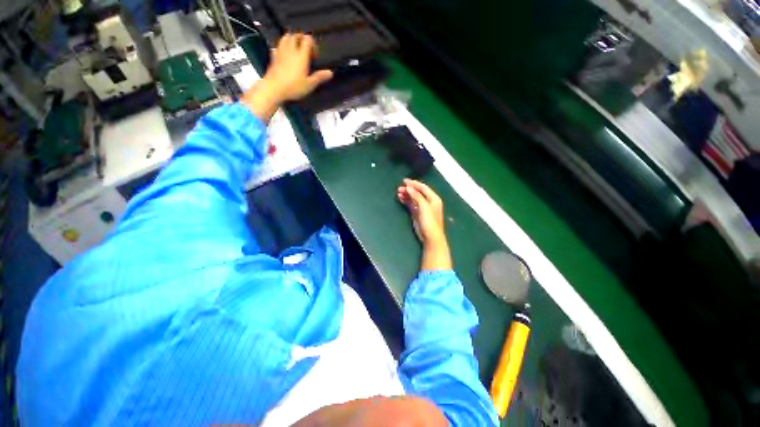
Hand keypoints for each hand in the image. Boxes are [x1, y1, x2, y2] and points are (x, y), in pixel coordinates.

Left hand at [241, 33, 332, 120]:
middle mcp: (291, 50)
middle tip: (306, 50)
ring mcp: (281, 52)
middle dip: (302, 39)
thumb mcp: (309, 85)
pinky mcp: (274, 56)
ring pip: (286, 37)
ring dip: (291, 39)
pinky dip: (282, 47)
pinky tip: (284, 54)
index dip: (312, 44)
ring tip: (296, 49)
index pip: (307, 39)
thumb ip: (319, 77)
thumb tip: (330, 73)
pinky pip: (278, 46)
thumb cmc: (294, 87)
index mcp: (301, 55)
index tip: (314, 55)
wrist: (274, 88)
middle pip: (296, 35)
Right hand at [397, 179, 451, 270]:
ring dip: (406, 194)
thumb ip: (416, 196)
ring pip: (414, 198)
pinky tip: (400, 198)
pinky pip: (411, 204)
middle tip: (399, 188)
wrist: (431, 237)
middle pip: (418, 192)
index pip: (423, 187)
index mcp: (433, 198)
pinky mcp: (418, 214)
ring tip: (398, 192)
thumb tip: (408, 188)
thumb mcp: (424, 207)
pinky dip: (406, 201)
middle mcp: (429, 201)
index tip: (404, 181)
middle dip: (409, 189)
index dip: (414, 183)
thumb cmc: (430, 221)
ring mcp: (423, 208)